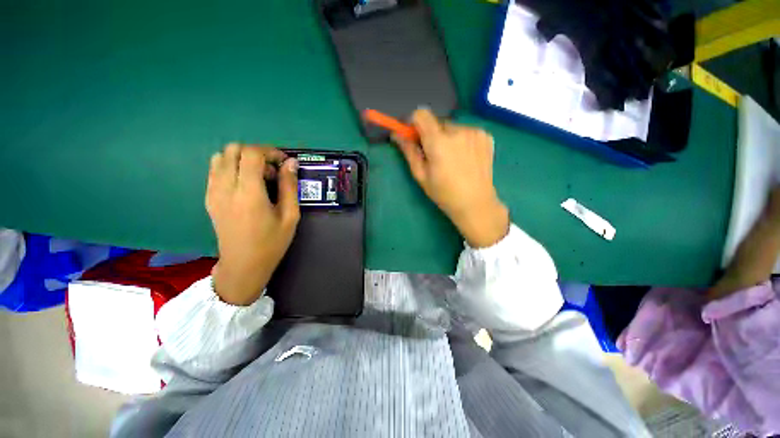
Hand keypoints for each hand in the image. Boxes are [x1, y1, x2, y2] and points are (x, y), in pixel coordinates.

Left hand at [206, 144, 299, 304]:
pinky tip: (246, 185)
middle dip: (256, 153)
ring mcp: (213, 192)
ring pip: (220, 157)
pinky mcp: (209, 198)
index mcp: (248, 193)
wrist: (243, 264)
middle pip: (233, 149)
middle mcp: (225, 187)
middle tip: (272, 170)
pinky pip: (215, 170)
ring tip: (259, 177)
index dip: (269, 151)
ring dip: (242, 159)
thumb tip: (291, 163)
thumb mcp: (290, 215)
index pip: (251, 154)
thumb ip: (289, 186)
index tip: (283, 162)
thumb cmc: (272, 242)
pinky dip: (231, 167)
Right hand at [393, 108, 508, 247]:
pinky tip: (464, 158)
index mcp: (438, 142)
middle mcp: (458, 131)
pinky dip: (461, 140)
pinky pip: (466, 131)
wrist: (475, 203)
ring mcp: (475, 132)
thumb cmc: (444, 193)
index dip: (414, 123)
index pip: (421, 114)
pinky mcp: (486, 136)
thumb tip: (396, 135)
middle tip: (434, 155)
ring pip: (452, 127)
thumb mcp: (421, 175)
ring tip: (451, 159)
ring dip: (447, 138)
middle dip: (432, 135)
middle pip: (437, 122)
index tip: (415, 137)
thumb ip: (409, 151)